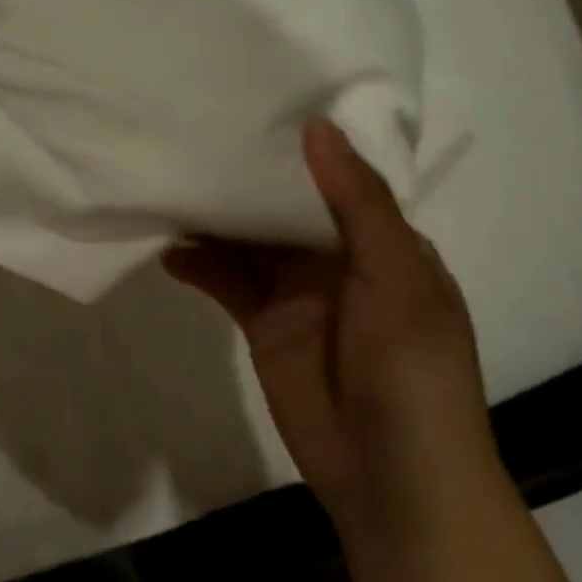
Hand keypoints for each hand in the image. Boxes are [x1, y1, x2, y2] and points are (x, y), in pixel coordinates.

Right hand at [164, 120, 499, 534]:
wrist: (392, 475)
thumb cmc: (410, 366)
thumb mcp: (395, 274)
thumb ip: (355, 201)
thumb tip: (316, 127)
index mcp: (382, 240)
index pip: (338, 178)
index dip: (301, 147)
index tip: (259, 105)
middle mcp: (337, 259)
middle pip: (285, 206)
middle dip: (248, 179)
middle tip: (195, 138)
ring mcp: (297, 293)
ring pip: (250, 242)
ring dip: (216, 220)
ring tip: (170, 187)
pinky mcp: (264, 325)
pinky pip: (228, 284)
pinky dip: (200, 267)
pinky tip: (170, 252)